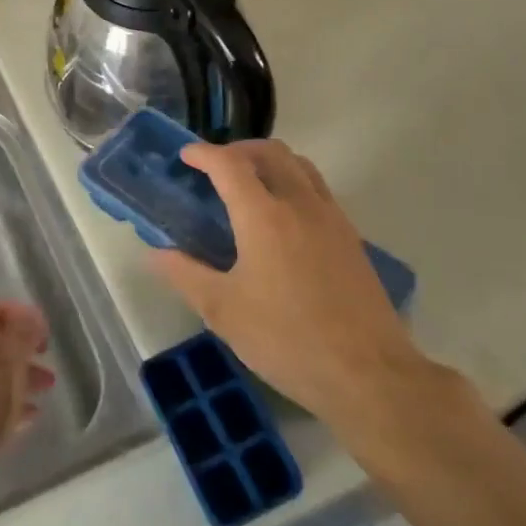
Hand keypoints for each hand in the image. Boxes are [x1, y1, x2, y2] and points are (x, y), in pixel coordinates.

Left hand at [0, 300, 54, 484]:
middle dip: (23, 349)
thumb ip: (20, 341)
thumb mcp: (5, 372)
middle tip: (48, 360)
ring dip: (18, 376)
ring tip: (46, 389)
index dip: (22, 314)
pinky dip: (3, 399)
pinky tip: (28, 416)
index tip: (46, 331)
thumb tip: (29, 321)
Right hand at [150, 140, 432, 431]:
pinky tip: (282, 219)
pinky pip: (318, 189)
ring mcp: (332, 218)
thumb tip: (156, 253)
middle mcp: (300, 203)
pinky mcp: (351, 238)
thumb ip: (186, 274)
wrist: (370, 375)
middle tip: (215, 168)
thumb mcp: (224, 311)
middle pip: (269, 152)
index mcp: (264, 215)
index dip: (203, 154)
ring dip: (269, 161)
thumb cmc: (287, 339)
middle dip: (237, 150)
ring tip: (248, 185)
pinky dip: (293, 182)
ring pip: (299, 165)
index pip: (229, 164)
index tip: (185, 156)